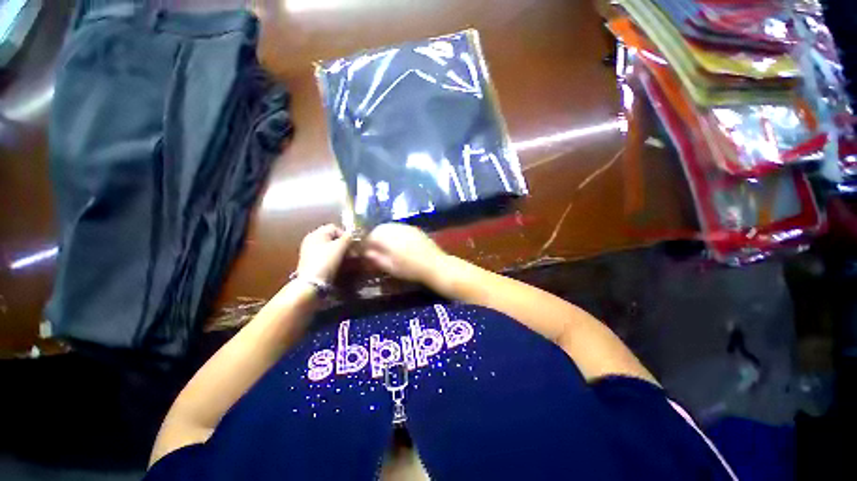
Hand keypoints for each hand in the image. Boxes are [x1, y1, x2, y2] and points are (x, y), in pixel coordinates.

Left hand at [296, 224, 352, 283]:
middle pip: (331, 237)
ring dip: (339, 251)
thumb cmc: (326, 260)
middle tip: (351, 252)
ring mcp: (309, 250)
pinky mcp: (310, 261)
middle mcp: (311, 239)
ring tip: (347, 258)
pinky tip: (338, 263)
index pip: (334, 227)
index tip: (352, 244)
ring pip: (329, 246)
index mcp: (316, 233)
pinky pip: (325, 254)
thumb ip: (348, 237)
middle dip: (343, 243)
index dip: (345, 234)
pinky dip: (333, 257)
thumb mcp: (340, 247)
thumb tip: (354, 233)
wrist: (312, 282)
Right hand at [363, 223, 446, 283]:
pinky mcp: (415, 229)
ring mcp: (407, 227)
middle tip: (374, 249)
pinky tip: (399, 244)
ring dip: (385, 235)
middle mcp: (396, 228)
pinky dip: (395, 234)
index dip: (366, 243)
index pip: (371, 235)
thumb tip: (366, 252)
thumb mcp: (390, 267)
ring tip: (386, 247)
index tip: (364, 251)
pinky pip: (400, 228)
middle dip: (375, 237)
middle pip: (380, 228)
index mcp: (387, 237)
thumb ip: (376, 258)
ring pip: (390, 227)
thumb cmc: (410, 269)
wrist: (435, 265)